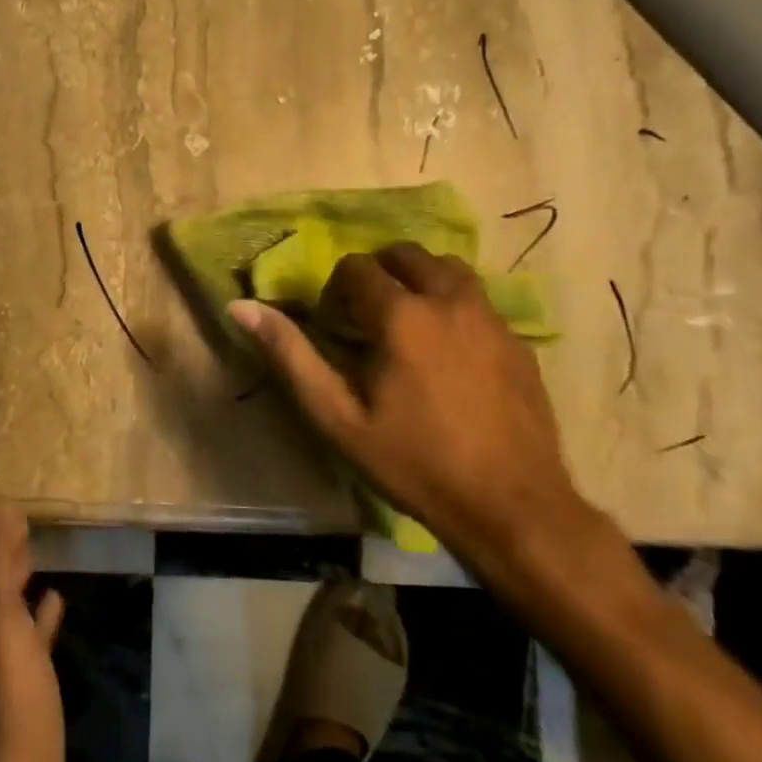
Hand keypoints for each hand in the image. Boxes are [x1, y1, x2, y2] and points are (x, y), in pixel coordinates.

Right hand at [231, 243, 591, 589]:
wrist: (512, 507)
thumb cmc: (415, 463)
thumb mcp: (338, 417)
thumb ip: (290, 356)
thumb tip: (242, 306)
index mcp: (402, 315)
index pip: (358, 266)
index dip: (337, 290)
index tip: (336, 326)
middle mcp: (449, 301)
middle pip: (407, 255)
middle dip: (379, 274)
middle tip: (367, 317)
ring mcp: (491, 318)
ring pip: (449, 269)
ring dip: (420, 281)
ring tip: (408, 323)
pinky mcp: (519, 340)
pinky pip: (479, 300)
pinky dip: (453, 305)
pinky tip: (449, 352)